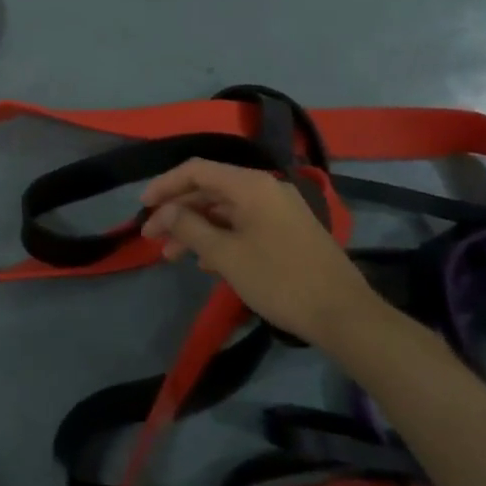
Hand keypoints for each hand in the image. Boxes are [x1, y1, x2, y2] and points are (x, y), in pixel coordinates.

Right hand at [140, 159, 378, 343]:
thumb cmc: (280, 280)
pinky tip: (205, 262)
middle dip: (177, 212)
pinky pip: (243, 224)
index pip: (196, 171)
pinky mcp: (287, 232)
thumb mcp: (227, 255)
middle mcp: (265, 189)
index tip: (142, 208)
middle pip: (209, 190)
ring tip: (172, 255)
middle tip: (152, 238)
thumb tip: (166, 212)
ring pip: (225, 210)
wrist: (343, 315)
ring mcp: (279, 210)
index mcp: (251, 185)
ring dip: (196, 228)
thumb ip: (191, 228)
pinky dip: (219, 237)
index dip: (165, 185)